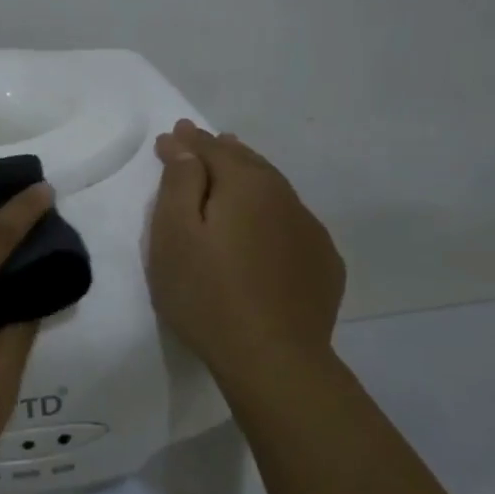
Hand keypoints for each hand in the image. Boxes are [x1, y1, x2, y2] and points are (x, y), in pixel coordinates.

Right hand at [147, 119, 345, 388]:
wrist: (273, 359)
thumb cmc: (207, 294)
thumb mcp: (174, 235)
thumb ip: (180, 183)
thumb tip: (186, 146)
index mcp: (246, 184)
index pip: (211, 149)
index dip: (188, 141)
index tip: (171, 135)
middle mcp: (284, 196)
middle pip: (248, 162)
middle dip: (221, 150)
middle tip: (202, 142)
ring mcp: (310, 230)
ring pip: (274, 189)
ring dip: (250, 177)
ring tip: (234, 172)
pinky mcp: (323, 263)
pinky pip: (292, 222)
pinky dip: (273, 212)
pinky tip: (266, 225)